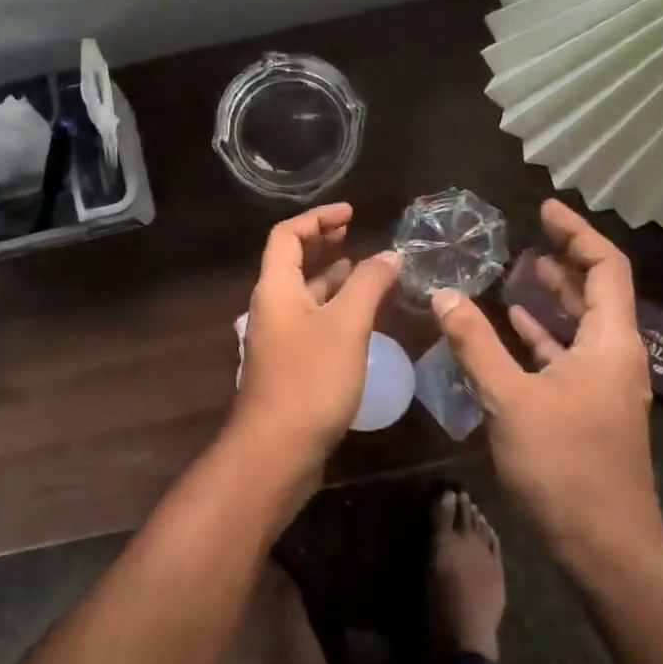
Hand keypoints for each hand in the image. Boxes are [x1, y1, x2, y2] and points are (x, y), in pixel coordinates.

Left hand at [234, 202, 401, 465]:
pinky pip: (313, 322)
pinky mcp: (291, 365)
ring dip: (332, 278)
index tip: (351, 213)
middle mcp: (272, 308)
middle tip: (356, 234)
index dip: (317, 218)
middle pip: (293, 263)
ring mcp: (280, 339)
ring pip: (306, 295)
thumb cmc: (310, 379)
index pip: (287, 236)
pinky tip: (361, 318)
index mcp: (276, 289)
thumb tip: (390, 255)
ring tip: (367, 270)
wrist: (277, 449)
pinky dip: (335, 309)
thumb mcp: (346, 325)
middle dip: (324, 244)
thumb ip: (368, 284)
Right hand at [431, 199, 662, 564]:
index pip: (605, 268)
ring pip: (579, 325)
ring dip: (551, 297)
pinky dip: (541, 334)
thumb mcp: (510, 398)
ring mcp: (602, 383)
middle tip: (524, 237)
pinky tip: (511, 326)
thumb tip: (442, 294)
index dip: (577, 233)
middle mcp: (614, 355)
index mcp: (610, 343)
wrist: (603, 544)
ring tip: (515, 271)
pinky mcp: (587, 407)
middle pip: (596, 292)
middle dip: (562, 260)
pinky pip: (565, 354)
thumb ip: (474, 343)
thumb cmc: (563, 465)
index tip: (543, 210)